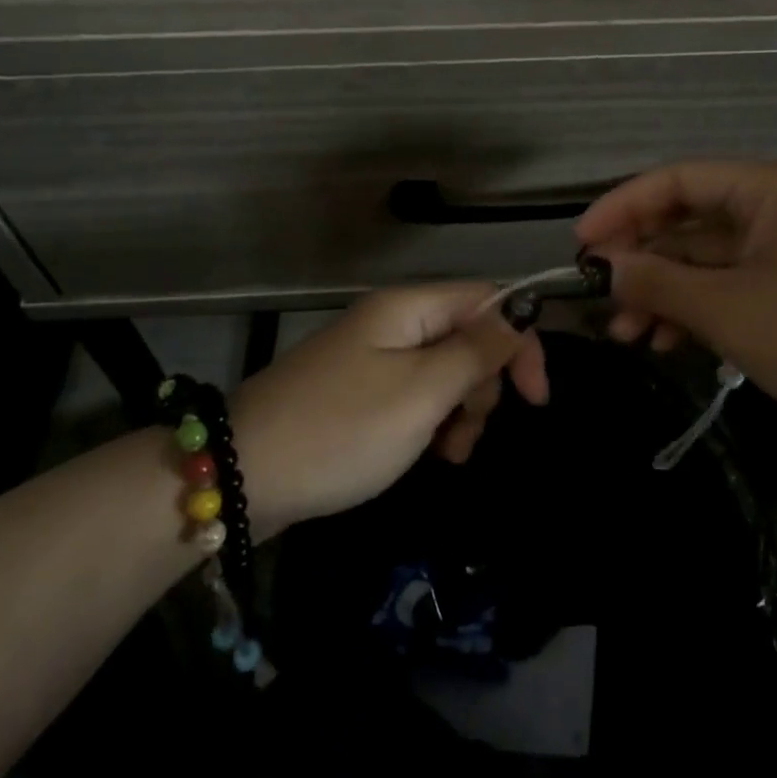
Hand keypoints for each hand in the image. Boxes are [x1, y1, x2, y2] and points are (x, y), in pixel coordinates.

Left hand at [227, 283, 547, 539]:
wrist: (241, 476)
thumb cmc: (341, 431)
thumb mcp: (421, 394)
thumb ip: (476, 351)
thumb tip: (522, 311)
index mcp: (408, 309)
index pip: (488, 301)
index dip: (520, 342)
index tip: (535, 399)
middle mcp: (393, 323)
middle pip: (469, 337)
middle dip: (483, 387)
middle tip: (464, 434)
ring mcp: (374, 358)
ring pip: (446, 372)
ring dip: (460, 412)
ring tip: (445, 454)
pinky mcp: (361, 392)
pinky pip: (416, 395)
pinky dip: (431, 423)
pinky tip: (425, 454)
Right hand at [575, 160, 776, 451]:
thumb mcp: (729, 311)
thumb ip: (657, 283)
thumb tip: (600, 268)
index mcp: (771, 187)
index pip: (676, 180)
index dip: (621, 208)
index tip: (580, 245)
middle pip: (689, 221)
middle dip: (642, 262)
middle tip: (601, 300)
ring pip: (707, 259)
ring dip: (665, 293)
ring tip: (629, 335)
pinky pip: (732, 285)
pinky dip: (698, 309)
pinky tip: (669, 342)